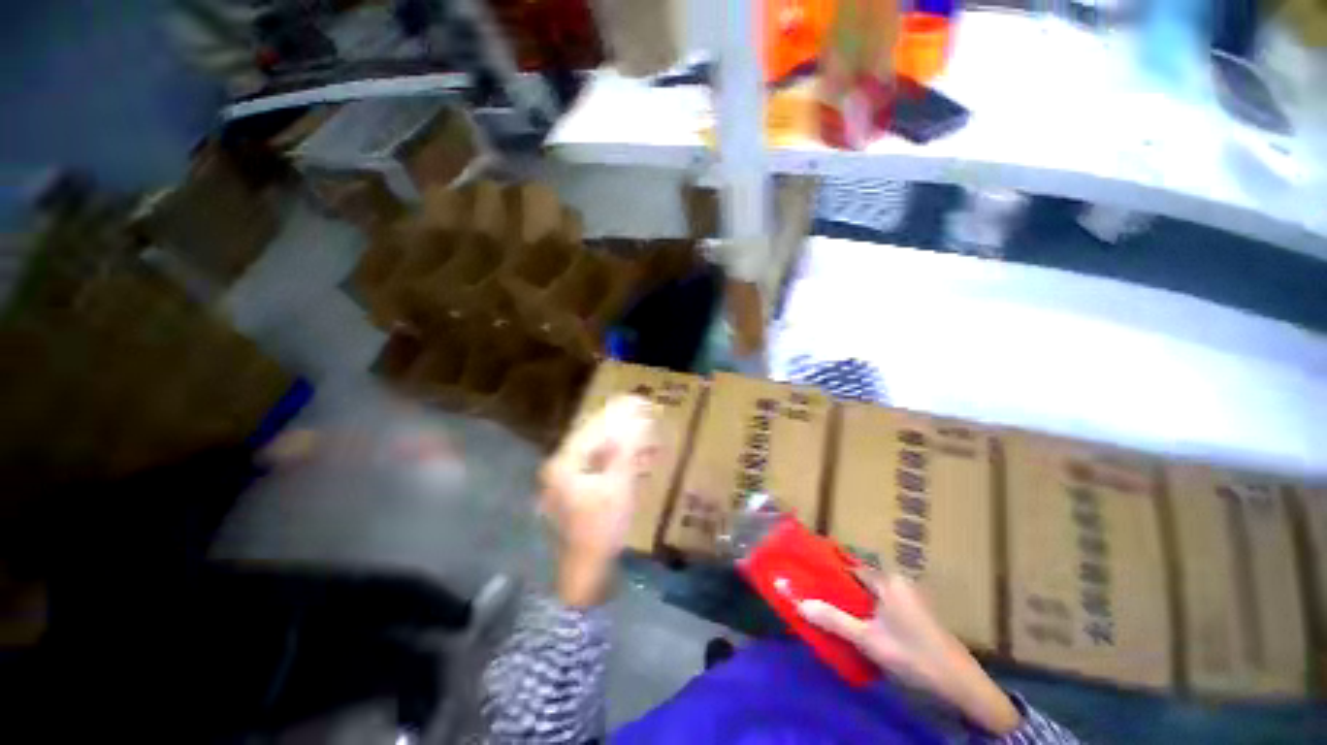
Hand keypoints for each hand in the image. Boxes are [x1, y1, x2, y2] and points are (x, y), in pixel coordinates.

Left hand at [540, 395, 658, 605]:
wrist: (586, 574)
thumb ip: (626, 449)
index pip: (593, 427)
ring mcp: (567, 482)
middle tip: (644, 415)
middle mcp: (561, 467)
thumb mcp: (618, 485)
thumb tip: (637, 419)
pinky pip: (600, 467)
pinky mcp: (578, 493)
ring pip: (598, 452)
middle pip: (594, 437)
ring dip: (622, 443)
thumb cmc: (601, 528)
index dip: (617, 413)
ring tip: (646, 437)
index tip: (638, 401)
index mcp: (566, 463)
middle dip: (621, 426)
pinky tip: (637, 460)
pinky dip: (618, 461)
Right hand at [798, 570, 1020, 735]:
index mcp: (888, 580)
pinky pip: (884, 603)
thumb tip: (799, 602)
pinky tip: (862, 628)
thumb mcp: (869, 641)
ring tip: (835, 615)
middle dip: (840, 591)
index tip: (810, 581)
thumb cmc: (913, 656)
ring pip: (872, 593)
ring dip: (855, 603)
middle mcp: (899, 581)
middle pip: (861, 580)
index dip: (830, 574)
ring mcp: (911, 597)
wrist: (962, 685)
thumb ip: (833, 620)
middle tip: (819, 601)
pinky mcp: (917, 612)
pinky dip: (870, 611)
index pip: (850, 567)